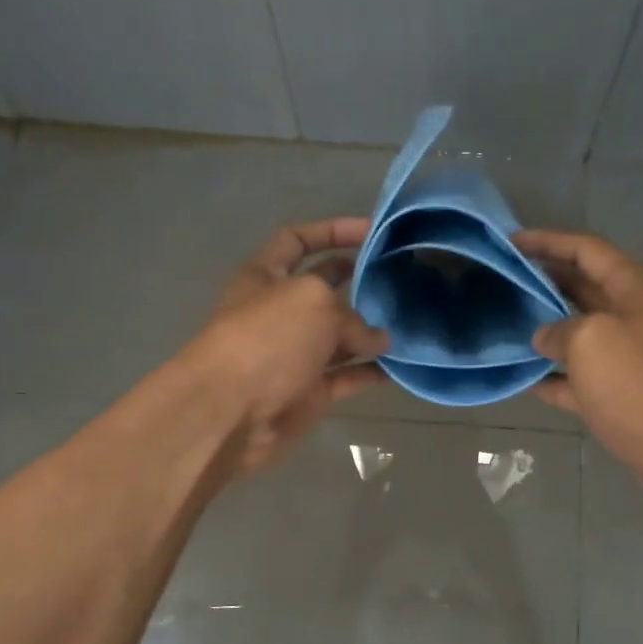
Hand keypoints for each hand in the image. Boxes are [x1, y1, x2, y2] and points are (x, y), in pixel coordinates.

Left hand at [185, 218, 389, 474]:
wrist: (232, 413)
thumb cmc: (266, 340)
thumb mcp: (312, 302)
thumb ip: (351, 313)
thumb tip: (377, 340)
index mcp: (266, 276)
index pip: (297, 240)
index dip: (332, 230)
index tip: (373, 232)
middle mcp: (280, 311)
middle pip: (324, 288)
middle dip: (358, 281)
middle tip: (400, 278)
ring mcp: (295, 354)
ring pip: (341, 336)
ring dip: (372, 331)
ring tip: (410, 322)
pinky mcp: (310, 392)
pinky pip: (348, 377)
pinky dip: (372, 372)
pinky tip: (402, 365)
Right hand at [515, 229, 642, 496]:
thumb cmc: (641, 386)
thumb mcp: (591, 342)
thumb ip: (559, 329)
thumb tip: (545, 337)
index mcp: (637, 289)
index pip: (587, 250)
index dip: (548, 241)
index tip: (511, 242)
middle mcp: (637, 316)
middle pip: (584, 288)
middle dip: (544, 282)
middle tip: (501, 282)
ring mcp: (633, 357)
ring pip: (581, 334)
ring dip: (546, 329)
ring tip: (505, 326)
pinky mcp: (626, 395)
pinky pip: (582, 377)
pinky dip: (556, 376)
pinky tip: (524, 379)